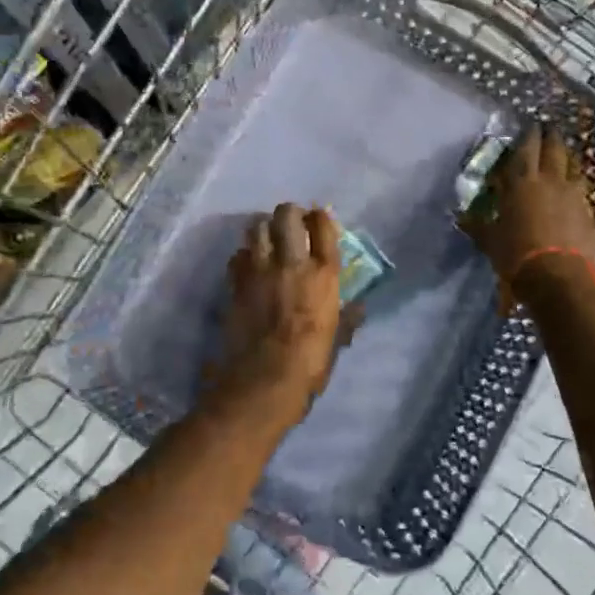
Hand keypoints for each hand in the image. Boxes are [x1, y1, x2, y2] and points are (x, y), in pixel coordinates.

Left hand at [205, 204, 345, 432]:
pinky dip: (243, 256)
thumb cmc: (309, 363)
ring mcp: (260, 271)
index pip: (323, 226)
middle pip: (286, 215)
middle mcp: (292, 263)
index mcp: (323, 274)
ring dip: (263, 228)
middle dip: (289, 214)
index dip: (321, 217)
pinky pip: (237, 256)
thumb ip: (348, 318)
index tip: (319, 221)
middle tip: (291, 224)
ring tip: (267, 238)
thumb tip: (359, 307)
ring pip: (256, 228)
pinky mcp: (236, 284)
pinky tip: (248, 266)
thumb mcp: (337, 340)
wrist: (264, 381)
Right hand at [461, 124, 594, 294]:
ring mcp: (573, 195)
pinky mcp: (589, 213)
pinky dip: (577, 186)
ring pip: (573, 167)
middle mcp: (550, 180)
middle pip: (554, 149)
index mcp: (522, 182)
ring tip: (563, 157)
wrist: (559, 278)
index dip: (528, 134)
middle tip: (549, 129)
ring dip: (567, 160)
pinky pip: (583, 191)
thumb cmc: (517, 255)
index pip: (525, 148)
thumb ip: (477, 226)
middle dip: (551, 137)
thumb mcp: (490, 241)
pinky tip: (574, 191)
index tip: (530, 124)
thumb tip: (460, 218)